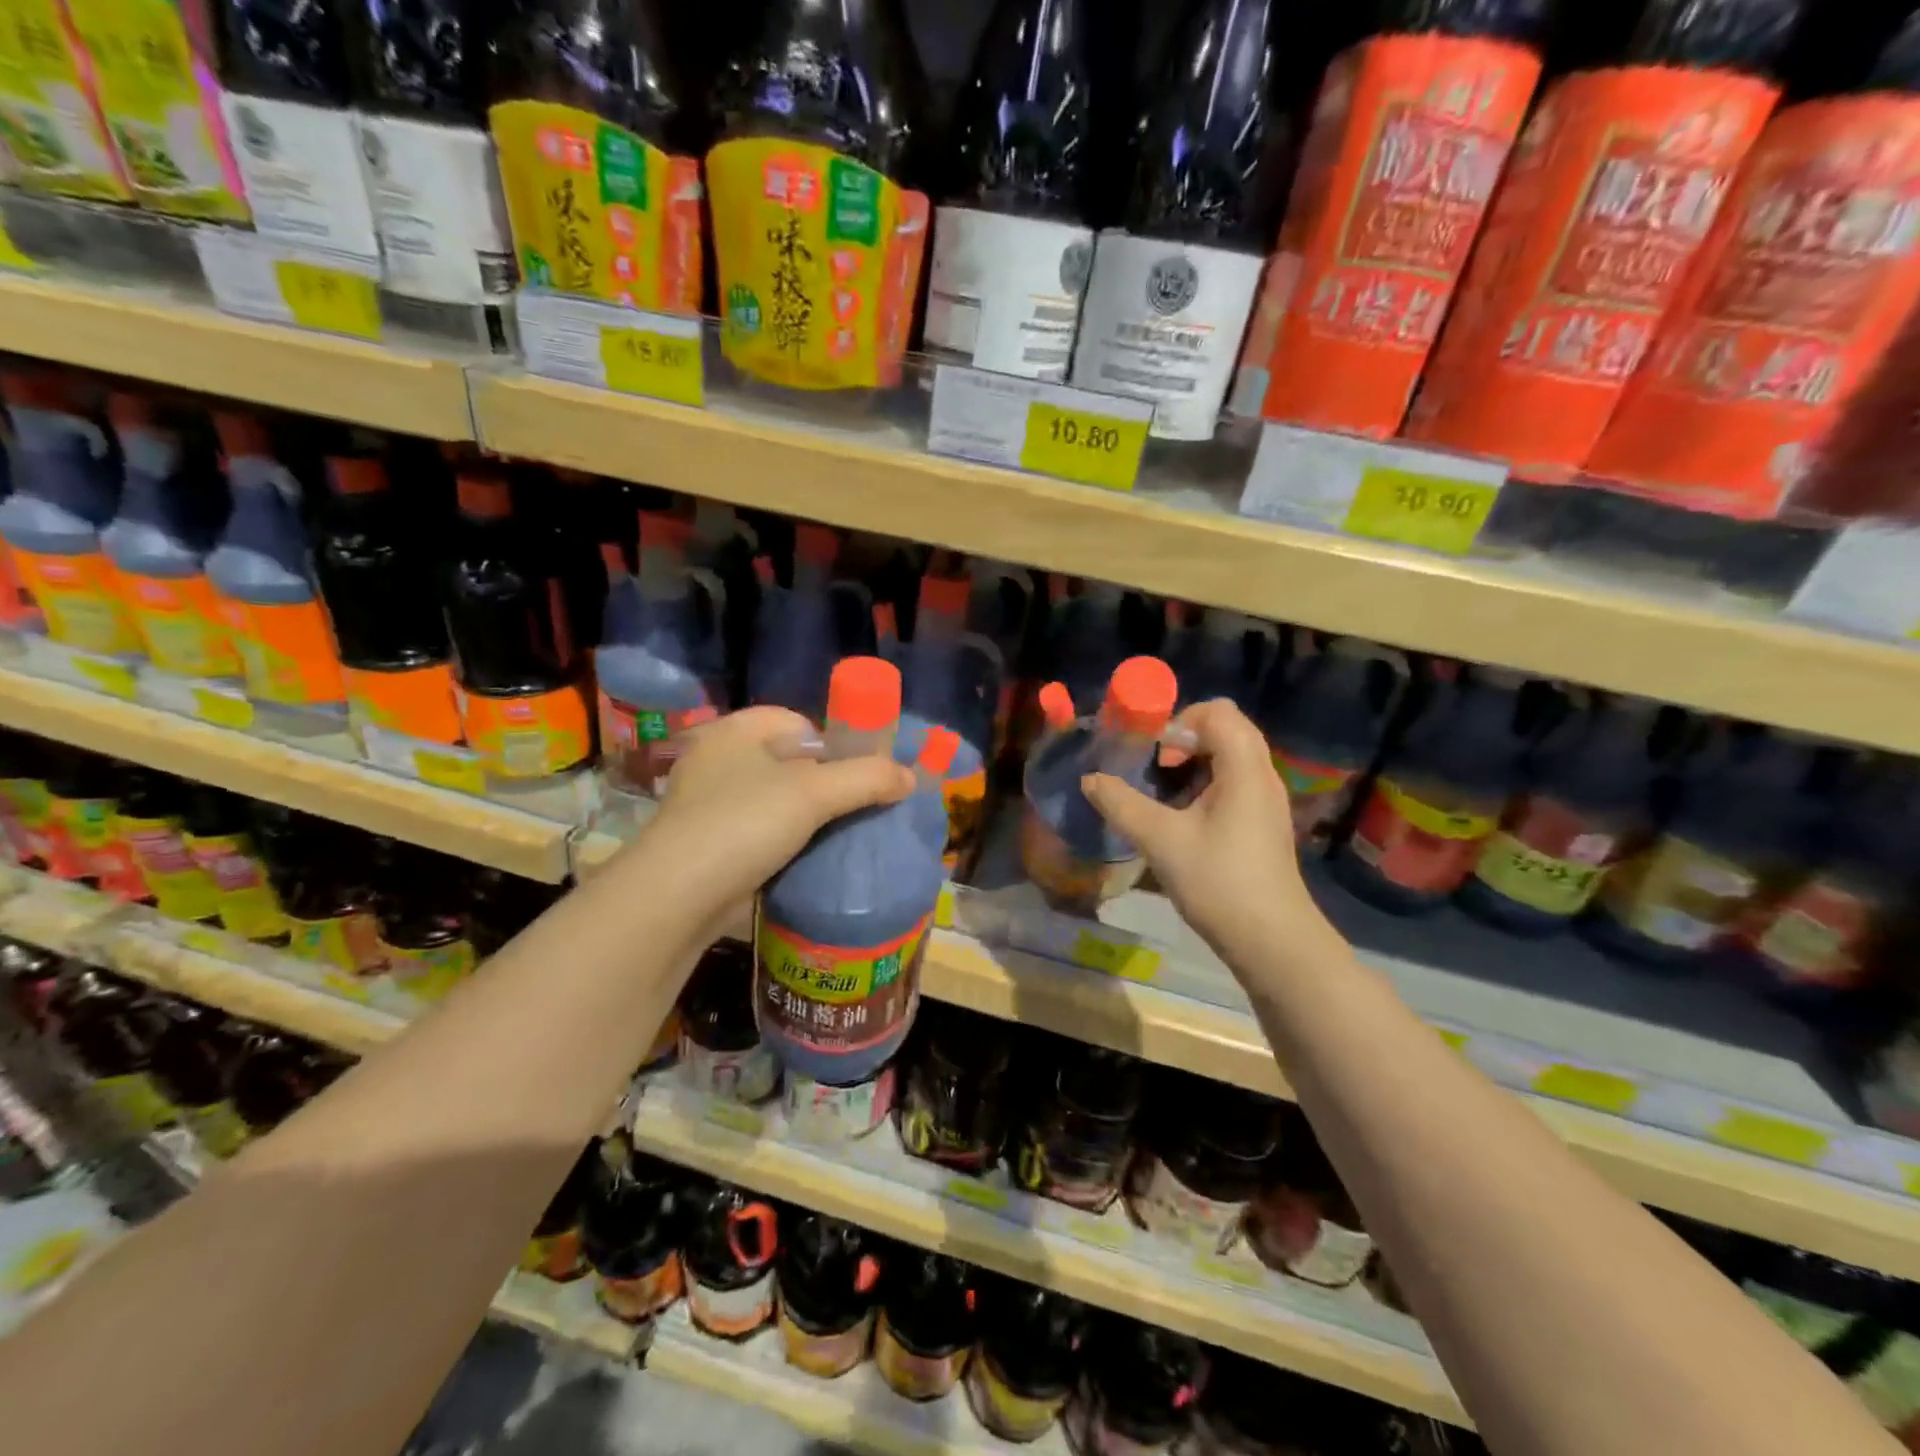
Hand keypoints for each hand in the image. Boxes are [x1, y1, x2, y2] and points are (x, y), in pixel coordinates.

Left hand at [635, 707, 914, 938]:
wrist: (677, 898)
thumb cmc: (744, 825)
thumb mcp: (814, 794)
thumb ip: (866, 779)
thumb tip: (909, 777)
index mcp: (736, 731)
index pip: (797, 720)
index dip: (834, 741)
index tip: (860, 773)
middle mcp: (718, 759)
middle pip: (789, 760)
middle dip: (826, 782)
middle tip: (858, 806)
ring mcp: (709, 803)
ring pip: (775, 799)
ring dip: (808, 816)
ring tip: (841, 834)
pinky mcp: (708, 843)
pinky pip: (760, 831)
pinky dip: (786, 841)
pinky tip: (809, 858)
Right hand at [1081, 700, 1325, 965]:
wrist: (1272, 941)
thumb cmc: (1218, 882)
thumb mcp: (1161, 841)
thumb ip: (1121, 804)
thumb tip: (1090, 779)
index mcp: (1244, 769)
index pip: (1218, 712)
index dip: (1180, 721)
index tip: (1154, 753)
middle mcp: (1262, 776)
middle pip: (1226, 729)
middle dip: (1184, 738)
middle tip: (1154, 766)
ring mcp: (1266, 801)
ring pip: (1230, 757)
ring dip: (1193, 763)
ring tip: (1162, 793)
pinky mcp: (1263, 824)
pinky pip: (1234, 783)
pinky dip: (1205, 785)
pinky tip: (1182, 819)